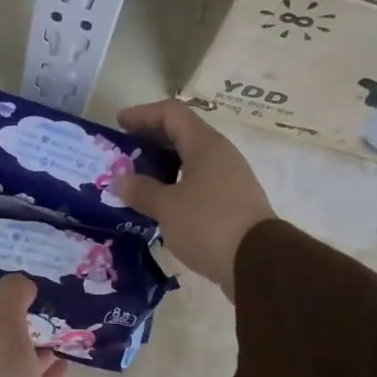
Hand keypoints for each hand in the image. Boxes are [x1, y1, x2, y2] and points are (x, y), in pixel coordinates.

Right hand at [112, 99, 275, 298]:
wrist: (257, 262)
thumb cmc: (208, 224)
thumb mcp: (167, 207)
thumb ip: (141, 191)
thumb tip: (120, 180)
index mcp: (205, 145)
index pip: (172, 113)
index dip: (143, 113)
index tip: (119, 123)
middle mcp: (220, 155)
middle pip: (182, 134)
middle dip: (151, 140)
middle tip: (125, 152)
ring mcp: (230, 179)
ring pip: (191, 160)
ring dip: (163, 165)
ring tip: (138, 180)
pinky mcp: (233, 203)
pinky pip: (198, 183)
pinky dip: (176, 185)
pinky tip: (161, 203)